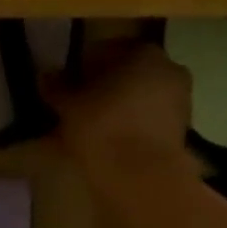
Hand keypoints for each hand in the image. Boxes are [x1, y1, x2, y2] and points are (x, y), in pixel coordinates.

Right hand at [49, 38, 192, 169]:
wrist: (141, 178)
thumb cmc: (103, 127)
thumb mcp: (70, 105)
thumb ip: (57, 87)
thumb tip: (45, 75)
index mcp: (145, 52)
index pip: (108, 49)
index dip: (85, 64)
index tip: (68, 81)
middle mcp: (169, 70)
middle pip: (128, 73)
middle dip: (104, 85)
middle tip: (78, 101)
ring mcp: (180, 102)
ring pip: (140, 97)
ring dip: (118, 106)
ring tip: (90, 124)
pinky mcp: (181, 132)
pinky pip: (148, 119)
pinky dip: (131, 125)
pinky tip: (109, 139)